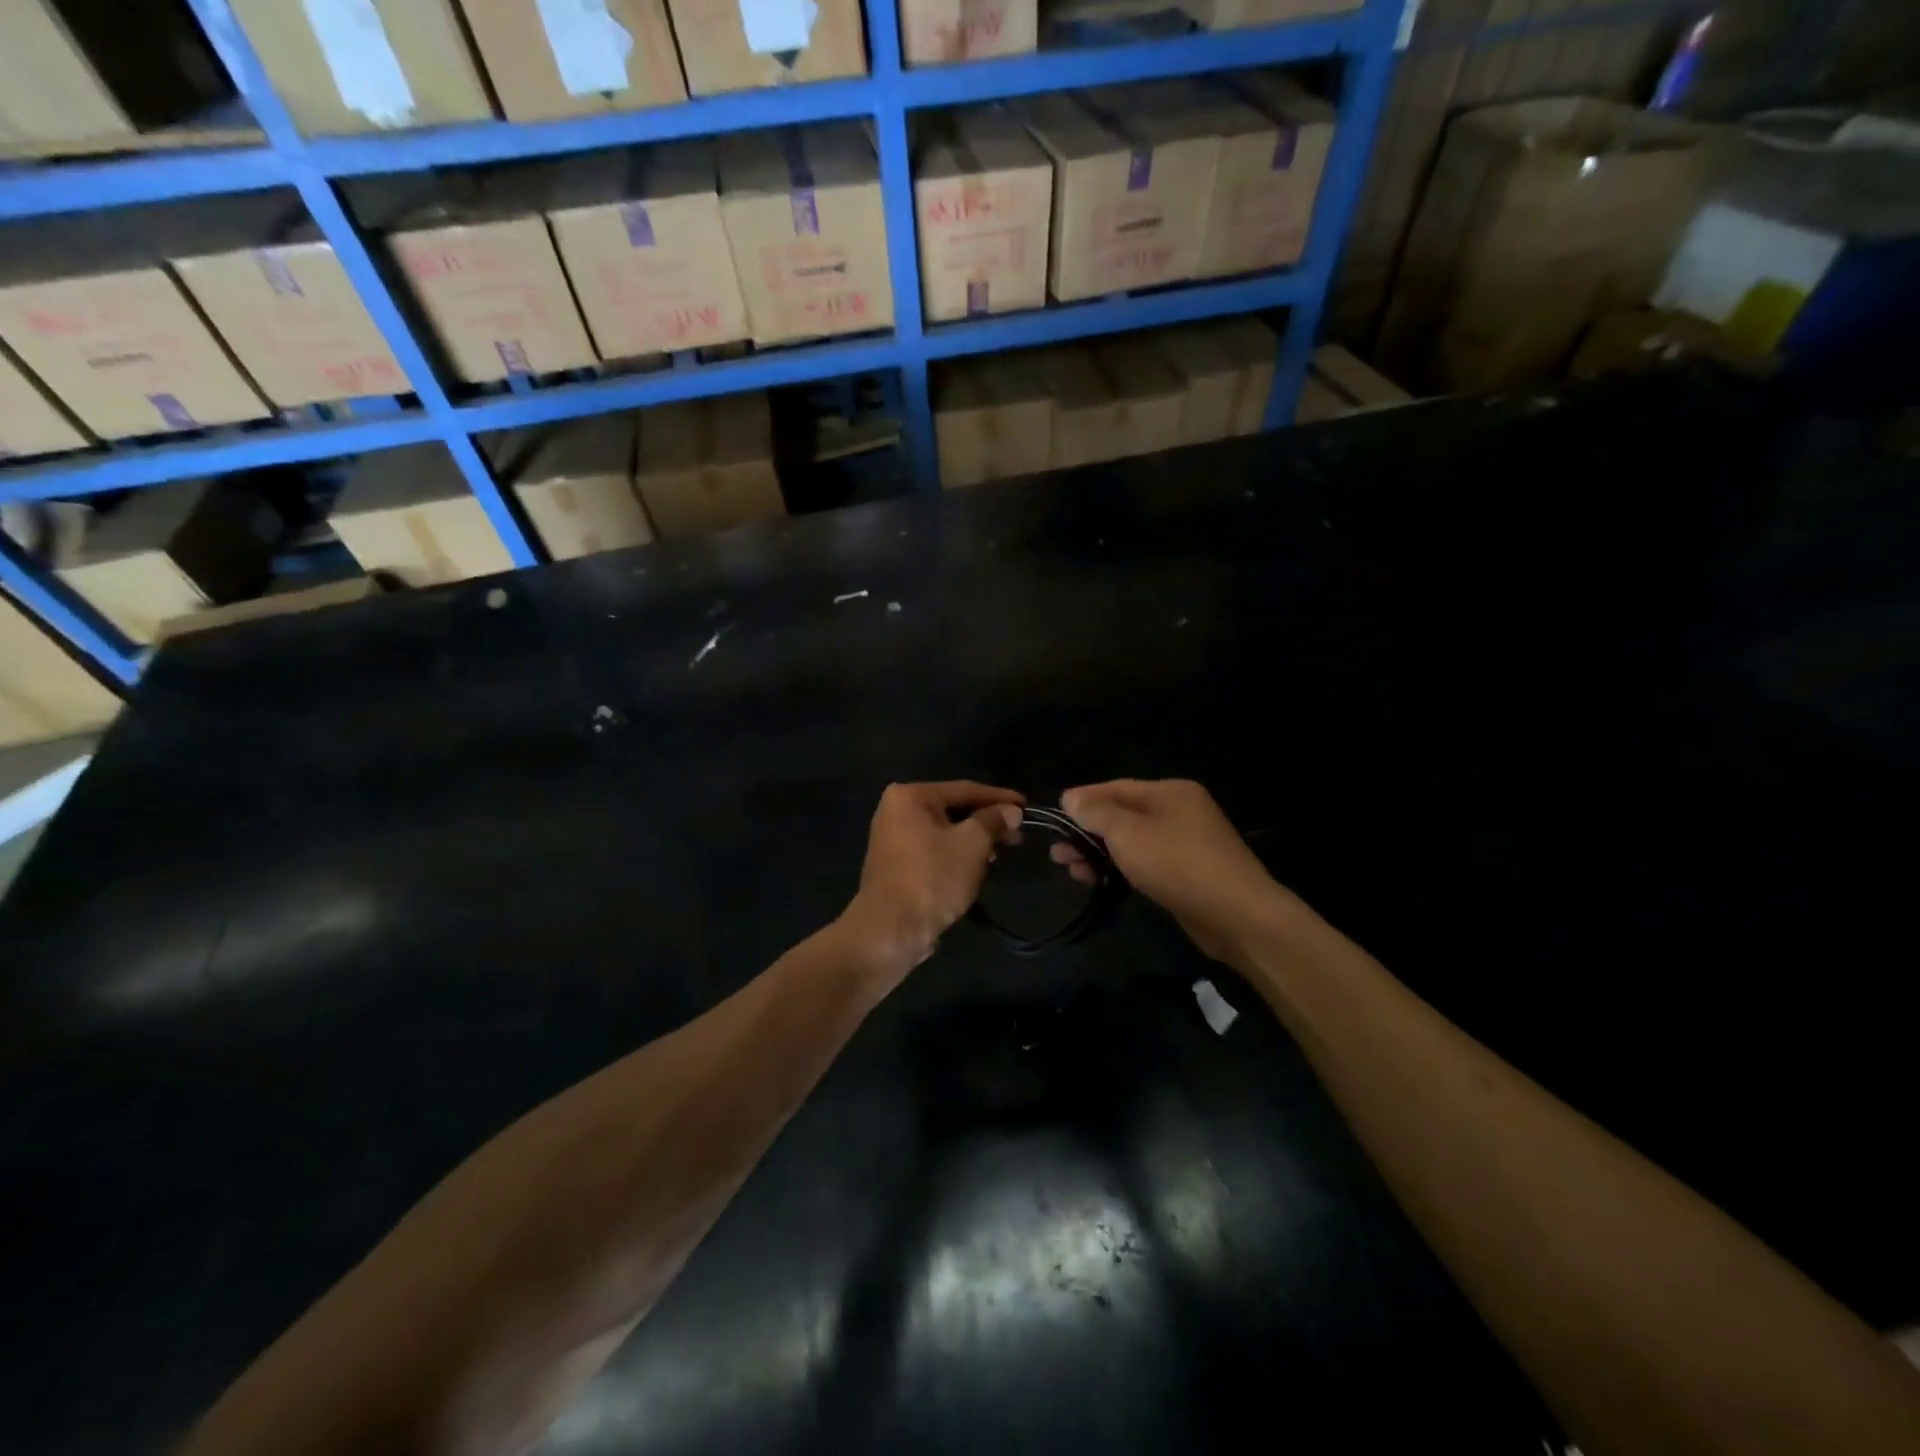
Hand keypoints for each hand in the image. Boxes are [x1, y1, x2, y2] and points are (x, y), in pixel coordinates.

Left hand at [842, 781, 1024, 977]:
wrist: (891, 929)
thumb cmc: (933, 877)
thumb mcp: (972, 844)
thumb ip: (993, 821)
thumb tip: (1012, 811)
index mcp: (910, 796)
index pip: (964, 789)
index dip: (999, 797)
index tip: (1027, 806)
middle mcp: (896, 811)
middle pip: (953, 809)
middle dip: (987, 822)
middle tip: (1018, 833)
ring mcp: (894, 840)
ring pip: (945, 832)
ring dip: (974, 841)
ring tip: (1002, 852)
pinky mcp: (897, 866)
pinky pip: (935, 850)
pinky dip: (957, 855)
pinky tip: (978, 867)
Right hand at [1057, 779, 1299, 964]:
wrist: (1237, 916)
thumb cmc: (1178, 865)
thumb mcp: (1129, 834)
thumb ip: (1097, 813)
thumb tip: (1070, 796)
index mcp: (1170, 792)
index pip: (1115, 788)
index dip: (1083, 800)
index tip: (1054, 814)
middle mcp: (1180, 811)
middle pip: (1122, 815)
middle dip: (1087, 832)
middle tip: (1057, 853)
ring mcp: (1186, 842)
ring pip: (1132, 841)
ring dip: (1099, 853)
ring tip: (1069, 869)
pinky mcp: (1187, 872)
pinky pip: (1145, 861)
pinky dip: (1120, 867)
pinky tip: (1098, 879)